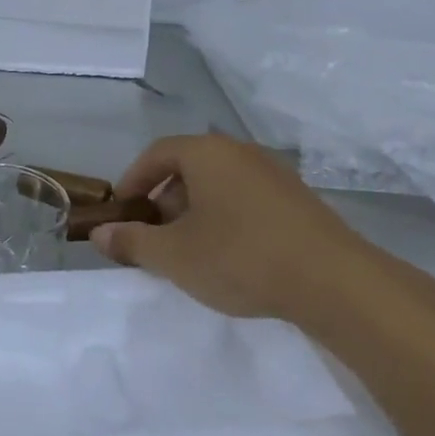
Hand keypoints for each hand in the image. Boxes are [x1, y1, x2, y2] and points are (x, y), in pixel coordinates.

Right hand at [90, 133, 387, 325]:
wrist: (335, 282)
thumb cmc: (240, 257)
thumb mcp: (174, 255)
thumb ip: (131, 242)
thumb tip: (99, 233)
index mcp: (207, 153)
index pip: (157, 153)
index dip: (133, 180)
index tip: (121, 211)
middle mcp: (240, 152)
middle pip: (188, 166)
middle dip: (163, 199)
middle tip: (153, 236)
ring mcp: (274, 173)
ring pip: (218, 183)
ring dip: (194, 210)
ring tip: (189, 249)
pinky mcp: (298, 199)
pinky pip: (246, 198)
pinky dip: (225, 217)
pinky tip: (229, 254)